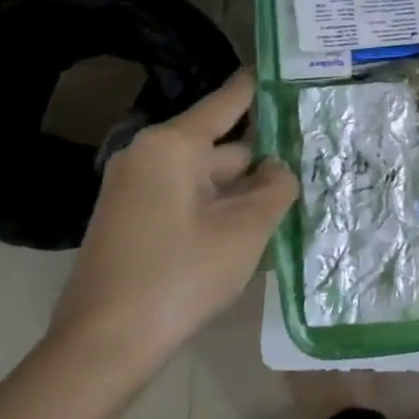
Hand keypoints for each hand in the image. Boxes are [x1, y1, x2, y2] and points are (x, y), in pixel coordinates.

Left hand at [50, 70, 297, 371]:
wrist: (104, 346)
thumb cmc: (181, 275)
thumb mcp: (245, 229)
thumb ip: (276, 188)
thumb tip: (281, 169)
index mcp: (173, 145)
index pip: (230, 100)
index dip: (264, 86)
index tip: (296, 72)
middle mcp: (150, 156)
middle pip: (223, 144)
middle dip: (265, 156)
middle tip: (315, 158)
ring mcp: (137, 189)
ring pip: (208, 176)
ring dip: (245, 188)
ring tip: (294, 196)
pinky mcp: (134, 219)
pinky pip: (189, 198)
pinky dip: (221, 206)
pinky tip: (254, 226)